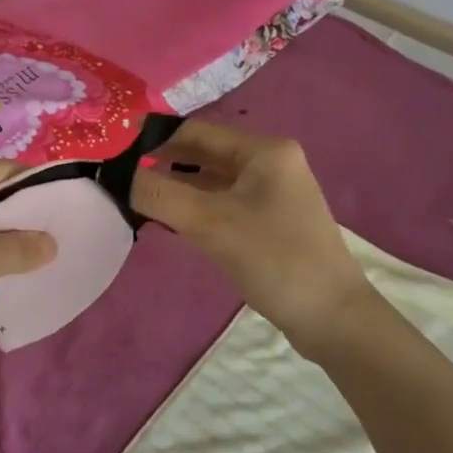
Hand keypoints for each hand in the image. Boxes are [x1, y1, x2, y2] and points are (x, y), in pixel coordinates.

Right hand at [130, 120, 373, 357]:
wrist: (335, 321)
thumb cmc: (275, 259)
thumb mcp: (210, 224)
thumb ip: (159, 195)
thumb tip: (118, 175)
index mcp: (263, 149)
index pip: (196, 131)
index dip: (155, 140)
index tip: (117, 155)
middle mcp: (270, 161)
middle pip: (204, 154)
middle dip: (164, 166)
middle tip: (122, 181)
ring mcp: (273, 192)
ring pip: (212, 180)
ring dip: (178, 189)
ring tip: (139, 202)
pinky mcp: (271, 220)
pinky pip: (224, 202)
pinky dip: (197, 208)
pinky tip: (171, 222)